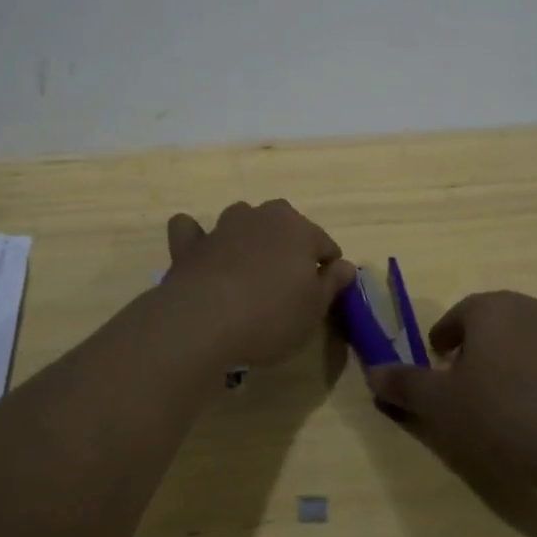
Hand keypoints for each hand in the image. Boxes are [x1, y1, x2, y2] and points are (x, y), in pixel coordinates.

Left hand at [159, 200, 356, 367]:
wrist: (205, 320)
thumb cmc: (271, 315)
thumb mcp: (314, 309)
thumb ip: (332, 283)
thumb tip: (346, 265)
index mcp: (299, 229)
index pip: (324, 244)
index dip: (327, 268)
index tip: (322, 293)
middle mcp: (262, 216)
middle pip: (283, 224)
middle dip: (288, 245)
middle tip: (286, 283)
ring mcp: (223, 226)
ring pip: (242, 220)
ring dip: (247, 236)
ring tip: (247, 269)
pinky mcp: (190, 243)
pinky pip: (192, 230)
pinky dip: (196, 238)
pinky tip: (200, 254)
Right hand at [369, 291, 536, 492]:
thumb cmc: (507, 416)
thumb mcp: (443, 406)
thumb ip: (405, 385)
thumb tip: (372, 372)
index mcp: (487, 308)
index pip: (455, 318)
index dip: (442, 345)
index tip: (439, 373)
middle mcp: (525, 306)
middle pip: (489, 325)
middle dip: (474, 353)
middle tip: (466, 391)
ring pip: (521, 341)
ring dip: (506, 365)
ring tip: (502, 406)